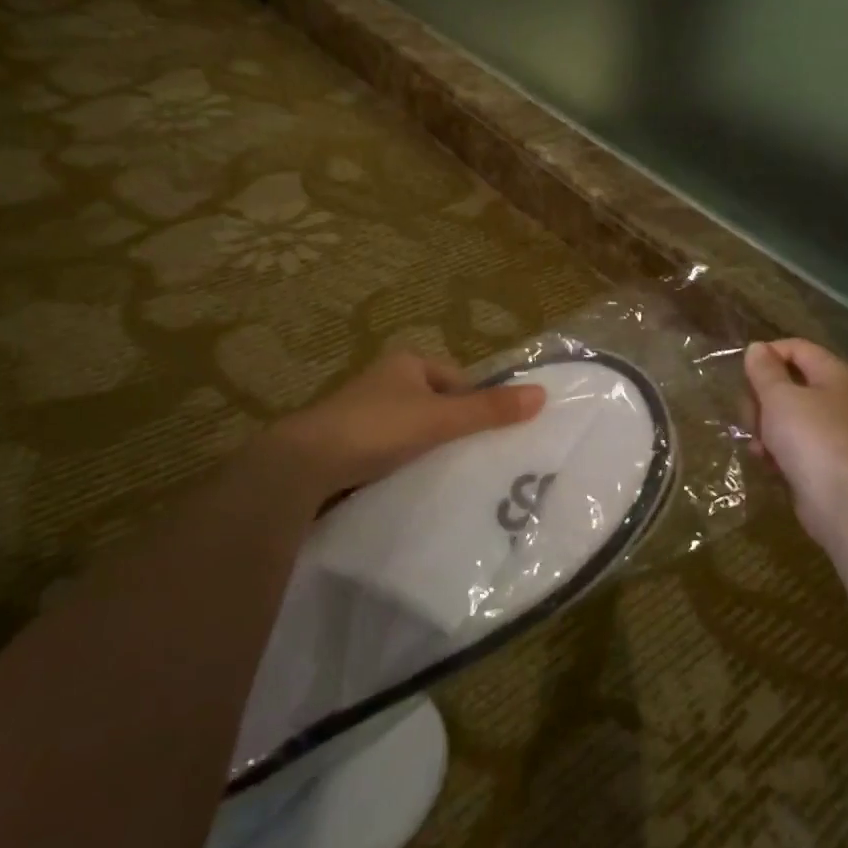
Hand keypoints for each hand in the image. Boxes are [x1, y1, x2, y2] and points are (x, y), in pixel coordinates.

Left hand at [271, 351, 545, 497]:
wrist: (305, 465)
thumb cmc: (377, 428)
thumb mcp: (440, 418)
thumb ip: (489, 410)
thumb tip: (542, 395)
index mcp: (406, 363)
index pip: (457, 378)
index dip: (476, 403)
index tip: (490, 434)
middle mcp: (384, 380)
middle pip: (436, 404)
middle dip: (454, 428)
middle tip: (476, 458)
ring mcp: (363, 413)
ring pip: (414, 429)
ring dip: (429, 449)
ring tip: (449, 476)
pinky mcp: (349, 444)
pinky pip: (391, 450)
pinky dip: (405, 464)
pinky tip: (414, 484)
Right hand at [744, 339, 847, 547]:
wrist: (842, 499)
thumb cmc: (810, 436)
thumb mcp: (779, 396)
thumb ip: (764, 370)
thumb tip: (757, 348)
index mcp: (832, 374)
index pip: (797, 348)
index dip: (767, 354)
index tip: (743, 373)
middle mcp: (835, 398)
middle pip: (788, 383)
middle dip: (761, 397)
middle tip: (750, 414)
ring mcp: (830, 430)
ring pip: (786, 415)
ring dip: (764, 425)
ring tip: (757, 442)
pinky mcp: (821, 460)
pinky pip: (791, 443)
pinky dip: (775, 449)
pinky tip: (765, 459)